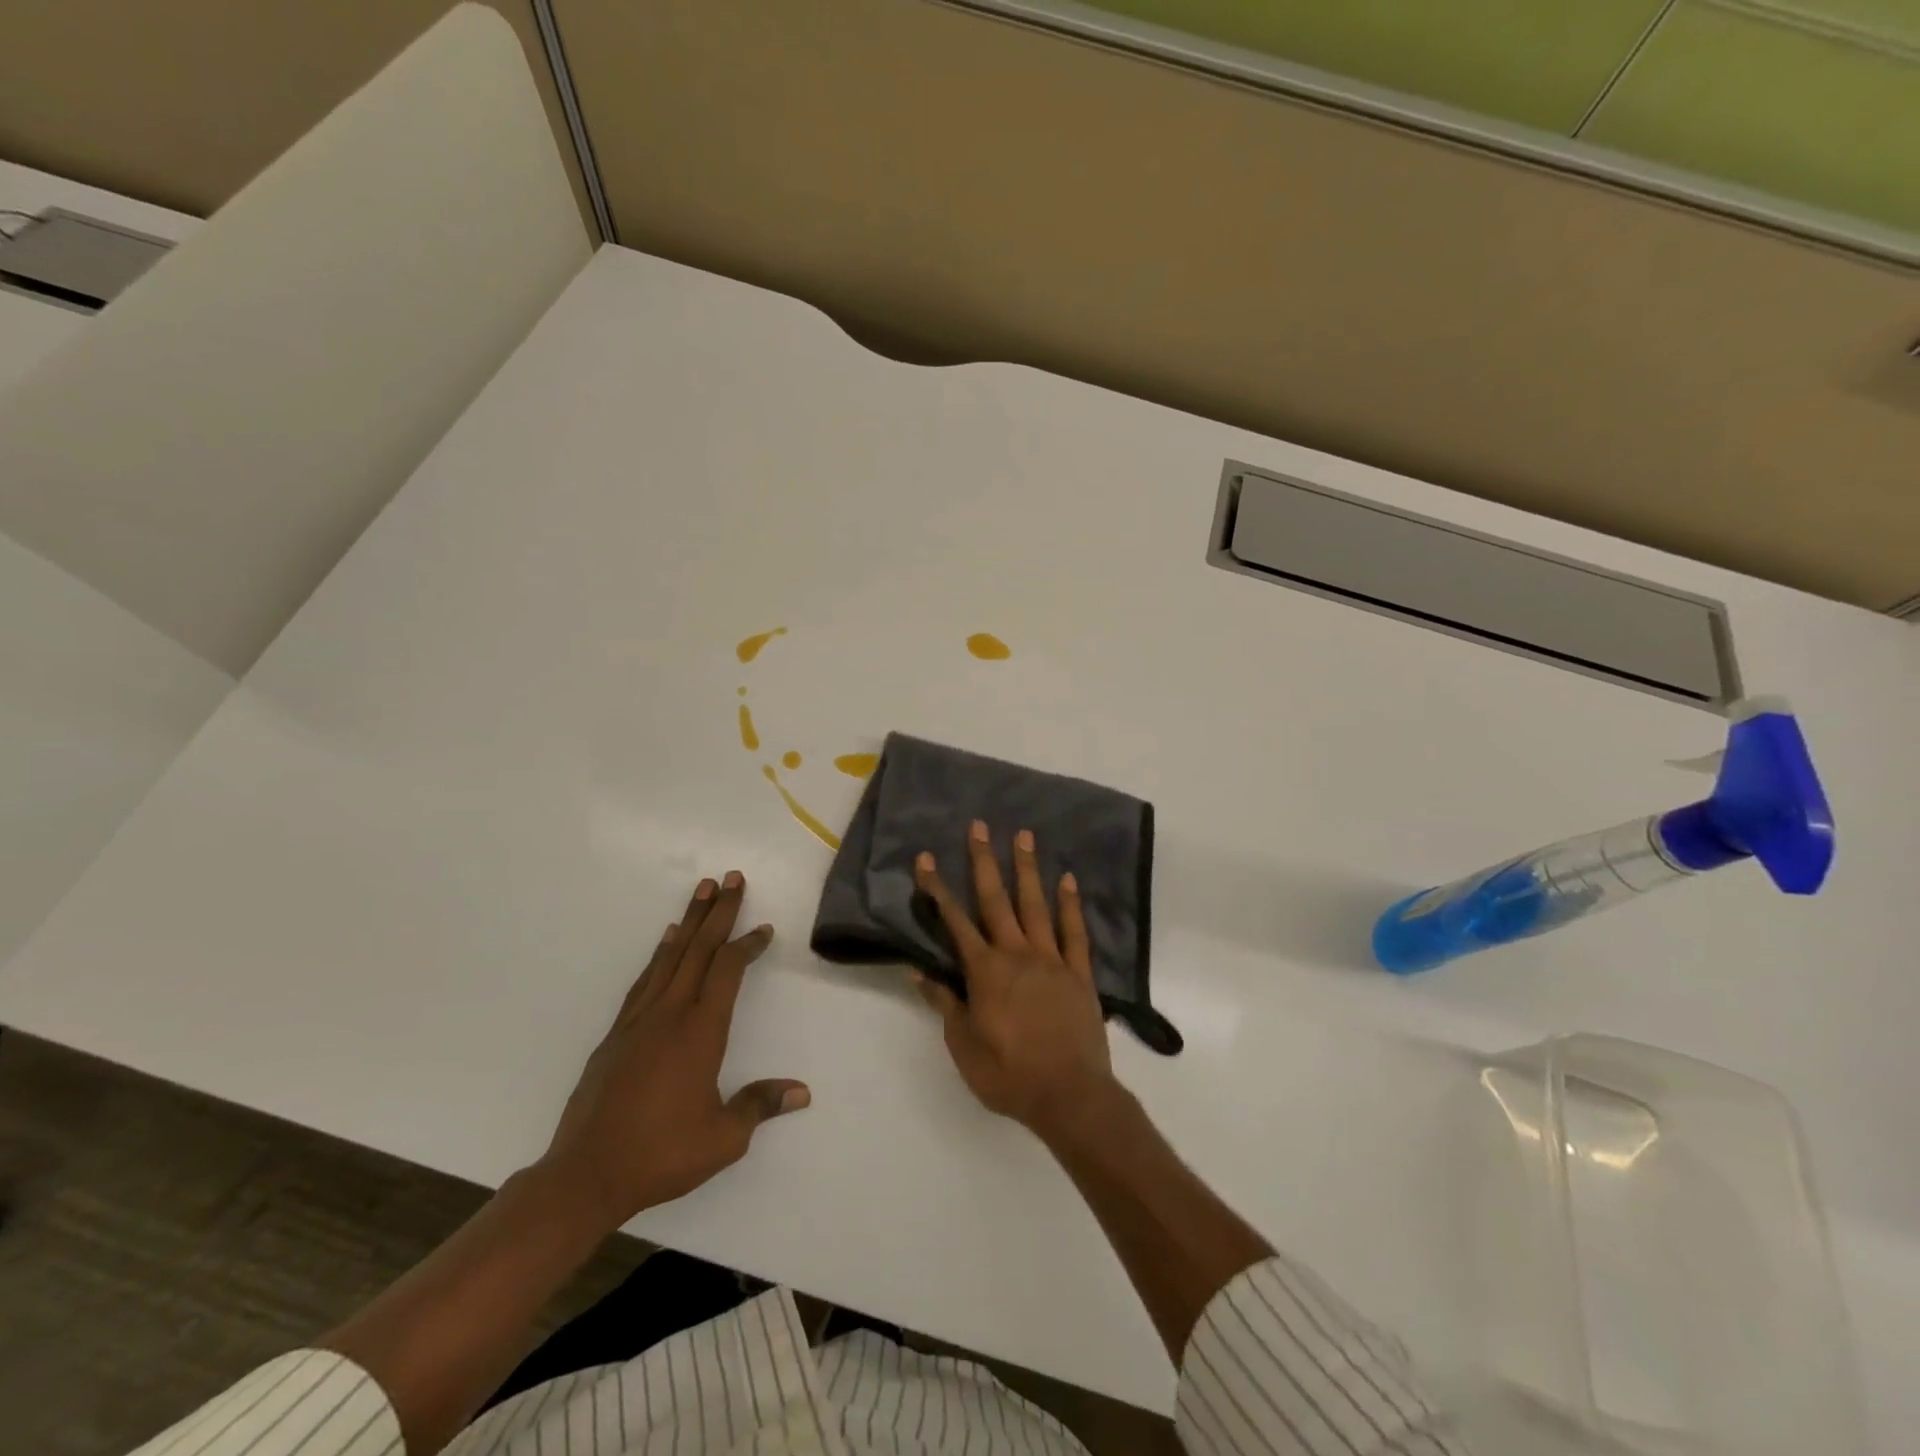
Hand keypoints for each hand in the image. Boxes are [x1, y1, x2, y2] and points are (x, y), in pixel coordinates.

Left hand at [538, 872, 808, 1232]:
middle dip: (719, 911)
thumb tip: (803, 1092)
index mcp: (701, 1031)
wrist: (585, 1174)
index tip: (764, 928)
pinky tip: (666, 940)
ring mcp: (639, 1020)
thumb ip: (760, 1106)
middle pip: (699, 949)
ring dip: (690, 920)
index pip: (729, 970)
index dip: (748, 945)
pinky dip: (660, 953)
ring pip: (670, 956)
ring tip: (702, 891)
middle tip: (732, 877)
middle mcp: (670, 1013)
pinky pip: (645, 979)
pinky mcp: (617, 1033)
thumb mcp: (724, 1139)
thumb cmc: (661, 1154)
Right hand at [912, 822, 1120, 1140]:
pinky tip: (1068, 879)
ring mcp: (1052, 959)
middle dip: (984, 861)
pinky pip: (1074, 932)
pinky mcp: (1079, 973)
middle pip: (996, 899)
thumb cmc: (1008, 1074)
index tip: (926, 859)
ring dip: (1028, 869)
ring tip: (1024, 835)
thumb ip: (944, 1002)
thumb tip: (919, 968)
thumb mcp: (964, 1045)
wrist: (1069, 1096)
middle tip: (980, 826)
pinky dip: (1070, 904)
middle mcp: (1017, 954)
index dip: (937, 889)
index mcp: (985, 971)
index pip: (954, 922)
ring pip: (1036, 905)